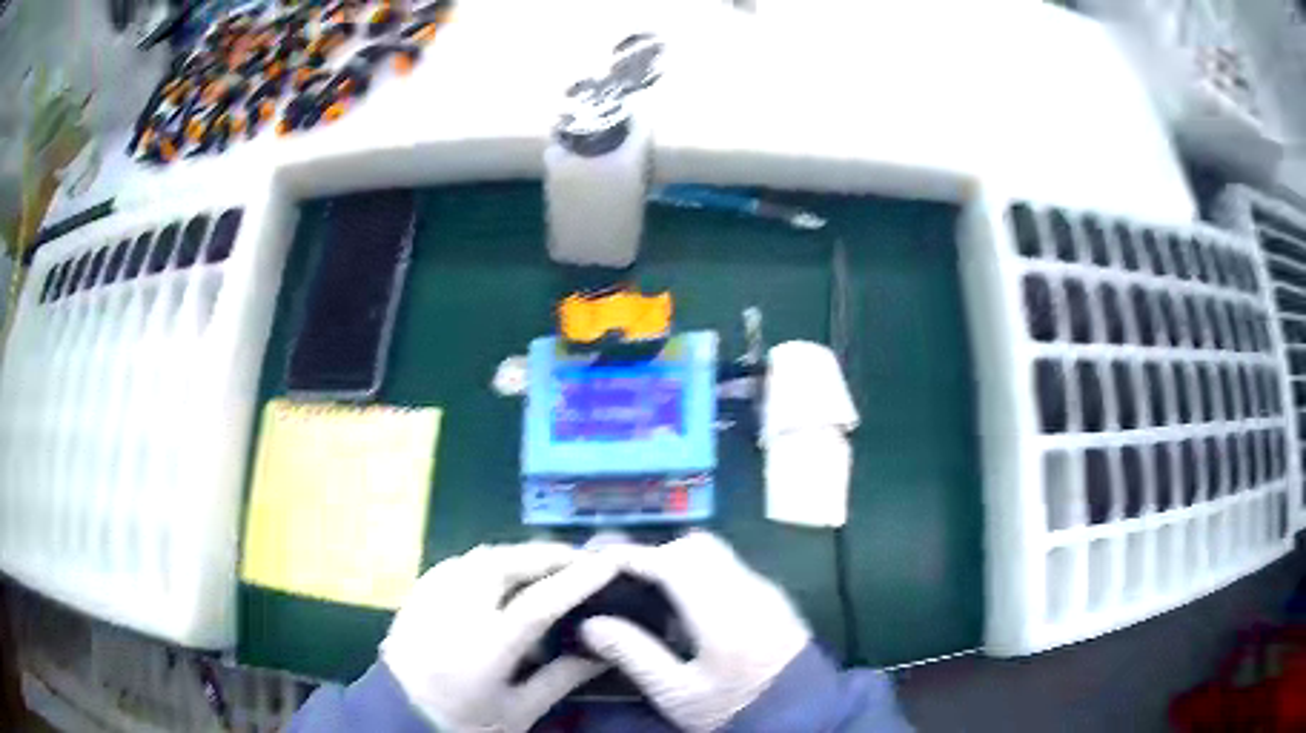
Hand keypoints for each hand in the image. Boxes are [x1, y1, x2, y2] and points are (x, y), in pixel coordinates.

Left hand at [381, 543, 616, 732]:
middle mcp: (455, 612)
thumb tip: (603, 649)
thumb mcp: (520, 710)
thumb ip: (562, 677)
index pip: (539, 602)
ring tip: (545, 566)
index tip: (610, 562)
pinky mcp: (416, 594)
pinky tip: (500, 577)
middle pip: (505, 563)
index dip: (578, 579)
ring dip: (518, 555)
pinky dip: (488, 562)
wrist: (398, 717)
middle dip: (546, 555)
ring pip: (480, 557)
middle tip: (579, 560)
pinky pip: (459, 564)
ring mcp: (430, 597)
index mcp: (485, 648)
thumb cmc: (465, 723)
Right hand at [581, 532, 810, 732]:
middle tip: (626, 577)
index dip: (632, 555)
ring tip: (652, 591)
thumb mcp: (677, 694)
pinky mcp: (773, 597)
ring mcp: (764, 590)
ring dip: (679, 559)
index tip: (600, 560)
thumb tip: (592, 624)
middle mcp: (746, 589)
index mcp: (721, 613)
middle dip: (656, 553)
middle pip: (695, 546)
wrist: (801, 714)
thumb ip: (634, 655)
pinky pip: (730, 567)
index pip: (670, 562)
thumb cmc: (733, 708)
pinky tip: (688, 606)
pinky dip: (701, 571)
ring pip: (715, 552)